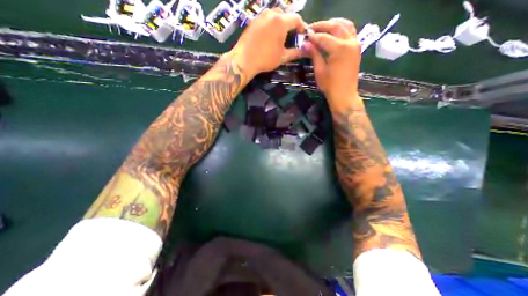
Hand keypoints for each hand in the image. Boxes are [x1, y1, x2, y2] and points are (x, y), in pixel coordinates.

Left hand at [229, 8, 307, 78]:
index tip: (303, 35)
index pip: (296, 18)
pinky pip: (266, 19)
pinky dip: (272, 25)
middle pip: (286, 15)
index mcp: (281, 22)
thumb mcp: (282, 57)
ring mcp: (261, 16)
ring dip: (281, 23)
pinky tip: (270, 36)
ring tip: (281, 36)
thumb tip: (305, 51)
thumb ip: (295, 53)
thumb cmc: (265, 59)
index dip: (302, 26)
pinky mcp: (254, 21)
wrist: (244, 60)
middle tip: (292, 36)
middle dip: (291, 24)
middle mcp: (271, 14)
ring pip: (275, 15)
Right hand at [303, 19, 361, 101]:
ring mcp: (355, 44)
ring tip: (322, 29)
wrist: (344, 95)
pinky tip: (333, 34)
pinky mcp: (356, 48)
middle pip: (336, 26)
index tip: (305, 35)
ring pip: (346, 26)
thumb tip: (306, 43)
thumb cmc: (330, 86)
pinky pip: (350, 32)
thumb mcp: (320, 71)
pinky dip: (341, 29)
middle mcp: (350, 42)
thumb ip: (314, 54)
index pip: (324, 37)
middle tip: (311, 29)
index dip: (313, 36)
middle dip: (323, 26)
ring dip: (333, 24)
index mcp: (339, 49)